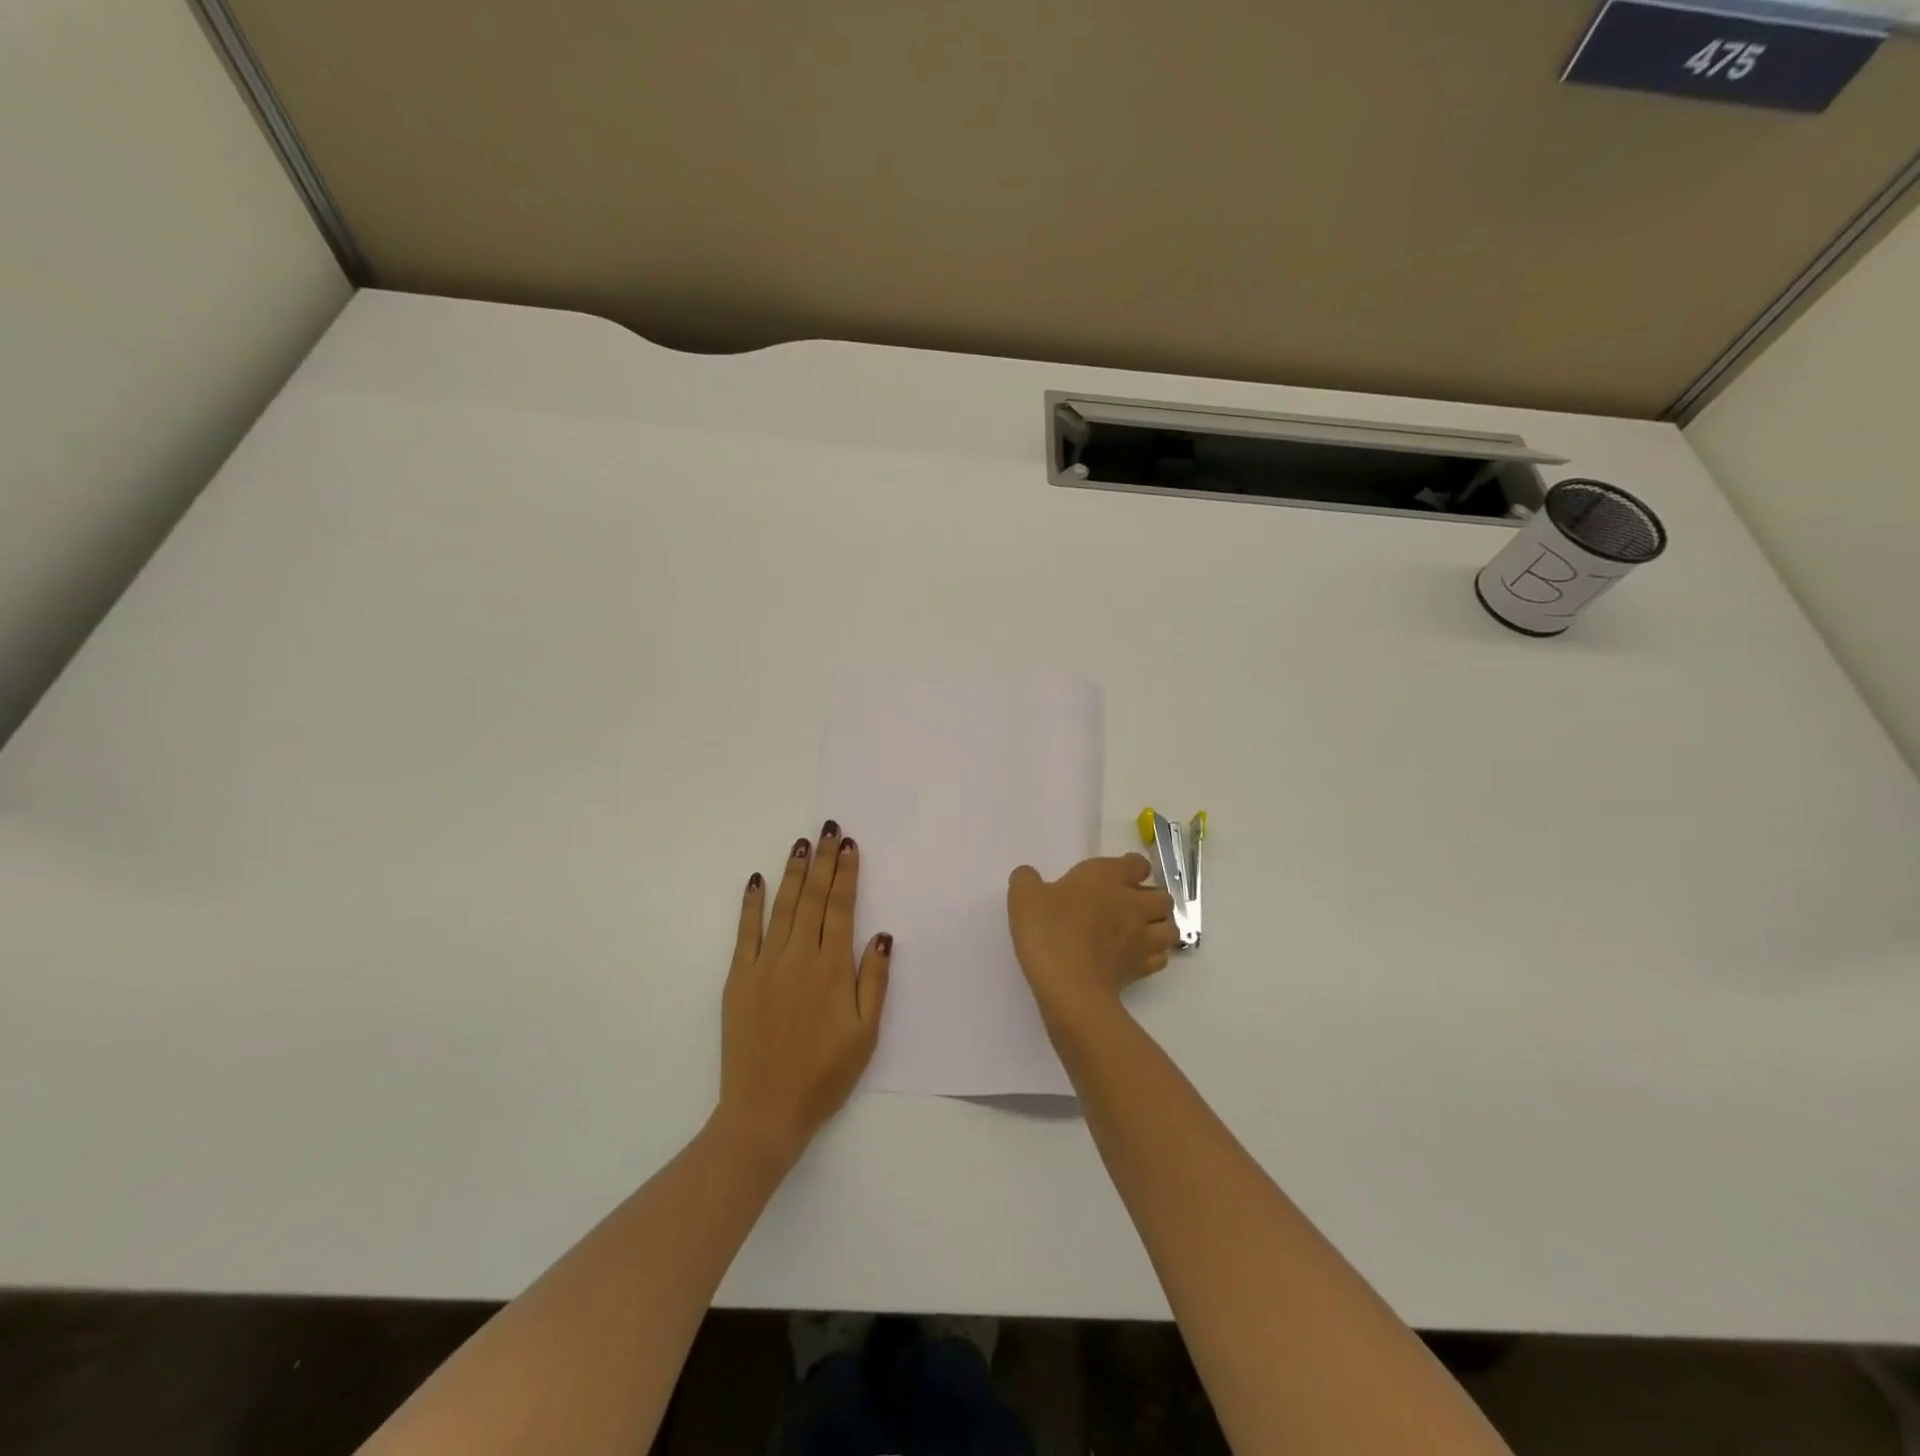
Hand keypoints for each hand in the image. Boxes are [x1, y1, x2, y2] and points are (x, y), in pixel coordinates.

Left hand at [717, 822, 891, 1166]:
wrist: (766, 1110)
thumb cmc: (825, 1074)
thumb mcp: (866, 1033)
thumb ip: (874, 980)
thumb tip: (880, 934)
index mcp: (832, 968)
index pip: (841, 908)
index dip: (846, 874)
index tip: (849, 845)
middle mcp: (799, 957)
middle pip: (813, 898)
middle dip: (823, 861)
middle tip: (827, 828)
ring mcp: (765, 965)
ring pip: (783, 907)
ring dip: (793, 872)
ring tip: (801, 844)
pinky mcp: (739, 978)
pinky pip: (746, 932)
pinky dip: (751, 904)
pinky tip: (757, 879)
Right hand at [1007, 854, 1179, 1026]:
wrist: (1069, 987)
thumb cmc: (1049, 931)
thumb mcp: (1024, 897)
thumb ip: (1026, 880)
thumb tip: (1029, 876)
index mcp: (1107, 878)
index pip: (1137, 864)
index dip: (1131, 868)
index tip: (1117, 875)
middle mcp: (1132, 904)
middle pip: (1163, 896)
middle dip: (1152, 899)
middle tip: (1129, 906)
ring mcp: (1142, 939)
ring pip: (1170, 928)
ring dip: (1160, 927)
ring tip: (1140, 932)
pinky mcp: (1141, 970)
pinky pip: (1161, 958)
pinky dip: (1154, 956)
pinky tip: (1134, 958)